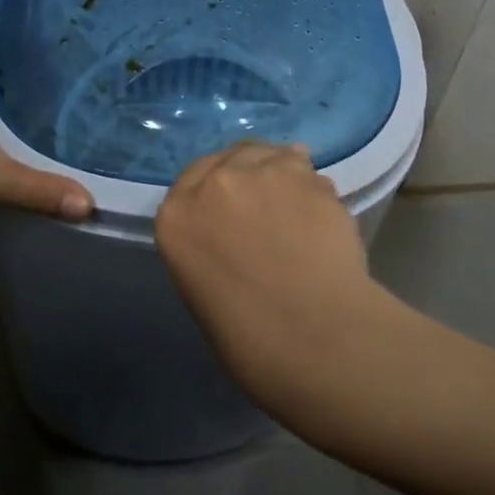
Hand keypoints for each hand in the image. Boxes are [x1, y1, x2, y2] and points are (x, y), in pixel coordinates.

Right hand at [156, 141, 391, 414]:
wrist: (316, 340)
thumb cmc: (252, 340)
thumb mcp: (203, 289)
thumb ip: (210, 242)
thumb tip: (235, 230)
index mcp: (176, 217)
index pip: (189, 182)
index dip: (213, 193)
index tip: (229, 209)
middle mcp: (214, 182)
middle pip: (228, 159)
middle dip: (244, 176)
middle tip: (265, 207)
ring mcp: (261, 172)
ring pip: (268, 154)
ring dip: (278, 173)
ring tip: (295, 206)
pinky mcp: (305, 173)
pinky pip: (304, 168)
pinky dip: (310, 185)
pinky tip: (318, 212)